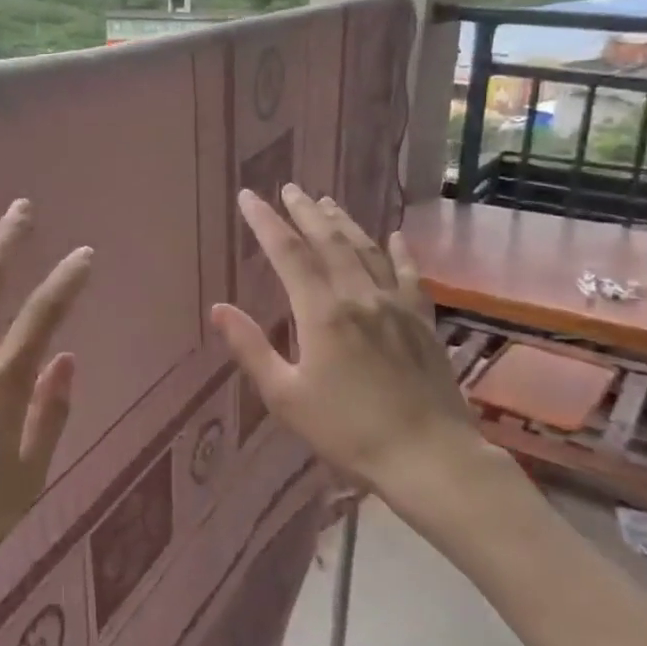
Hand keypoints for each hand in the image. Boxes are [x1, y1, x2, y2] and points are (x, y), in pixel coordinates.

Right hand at [211, 184, 494, 500]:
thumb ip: (251, 348)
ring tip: (327, 202)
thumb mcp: (286, 397)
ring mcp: (396, 305)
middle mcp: (359, 296)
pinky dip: (400, 252)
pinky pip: (410, 275)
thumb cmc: (347, 431)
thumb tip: (218, 308)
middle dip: (305, 212)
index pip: (288, 254)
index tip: (248, 197)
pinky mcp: (422, 321)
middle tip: (290, 188)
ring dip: (344, 223)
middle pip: (329, 241)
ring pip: (366, 250)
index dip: (265, 222)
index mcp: (322, 313)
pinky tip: (396, 236)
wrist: (428, 457)